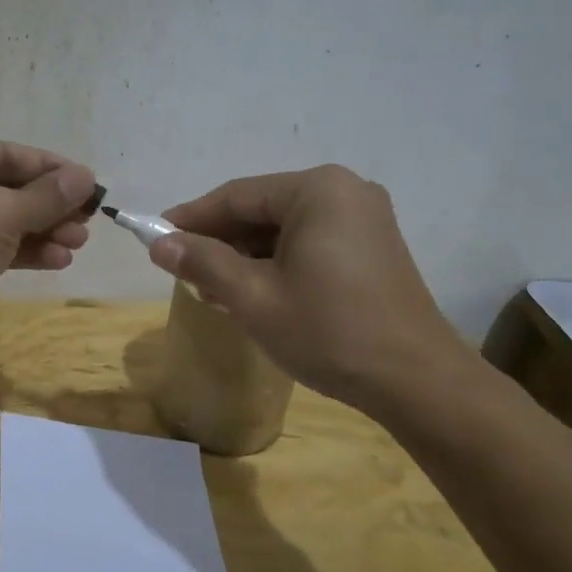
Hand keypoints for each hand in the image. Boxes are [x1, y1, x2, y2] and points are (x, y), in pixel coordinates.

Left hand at [0, 139, 97, 360]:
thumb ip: (45, 195)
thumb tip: (86, 177)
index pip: (2, 153)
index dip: (48, 167)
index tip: (88, 181)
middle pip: (4, 187)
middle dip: (48, 204)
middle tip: (89, 218)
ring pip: (2, 220)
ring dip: (43, 229)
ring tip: (79, 242)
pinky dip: (25, 251)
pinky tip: (59, 260)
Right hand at [149, 165, 469, 412]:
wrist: (416, 381)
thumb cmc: (328, 331)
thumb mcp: (254, 297)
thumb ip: (203, 262)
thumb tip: (159, 244)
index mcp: (317, 190)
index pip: (237, 195)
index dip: (192, 217)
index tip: (156, 237)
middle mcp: (344, 191)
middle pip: (262, 209)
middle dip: (220, 240)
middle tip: (183, 271)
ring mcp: (364, 218)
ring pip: (285, 228)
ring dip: (247, 254)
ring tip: (214, 288)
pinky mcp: (373, 246)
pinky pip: (310, 241)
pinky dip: (278, 262)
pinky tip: (254, 291)